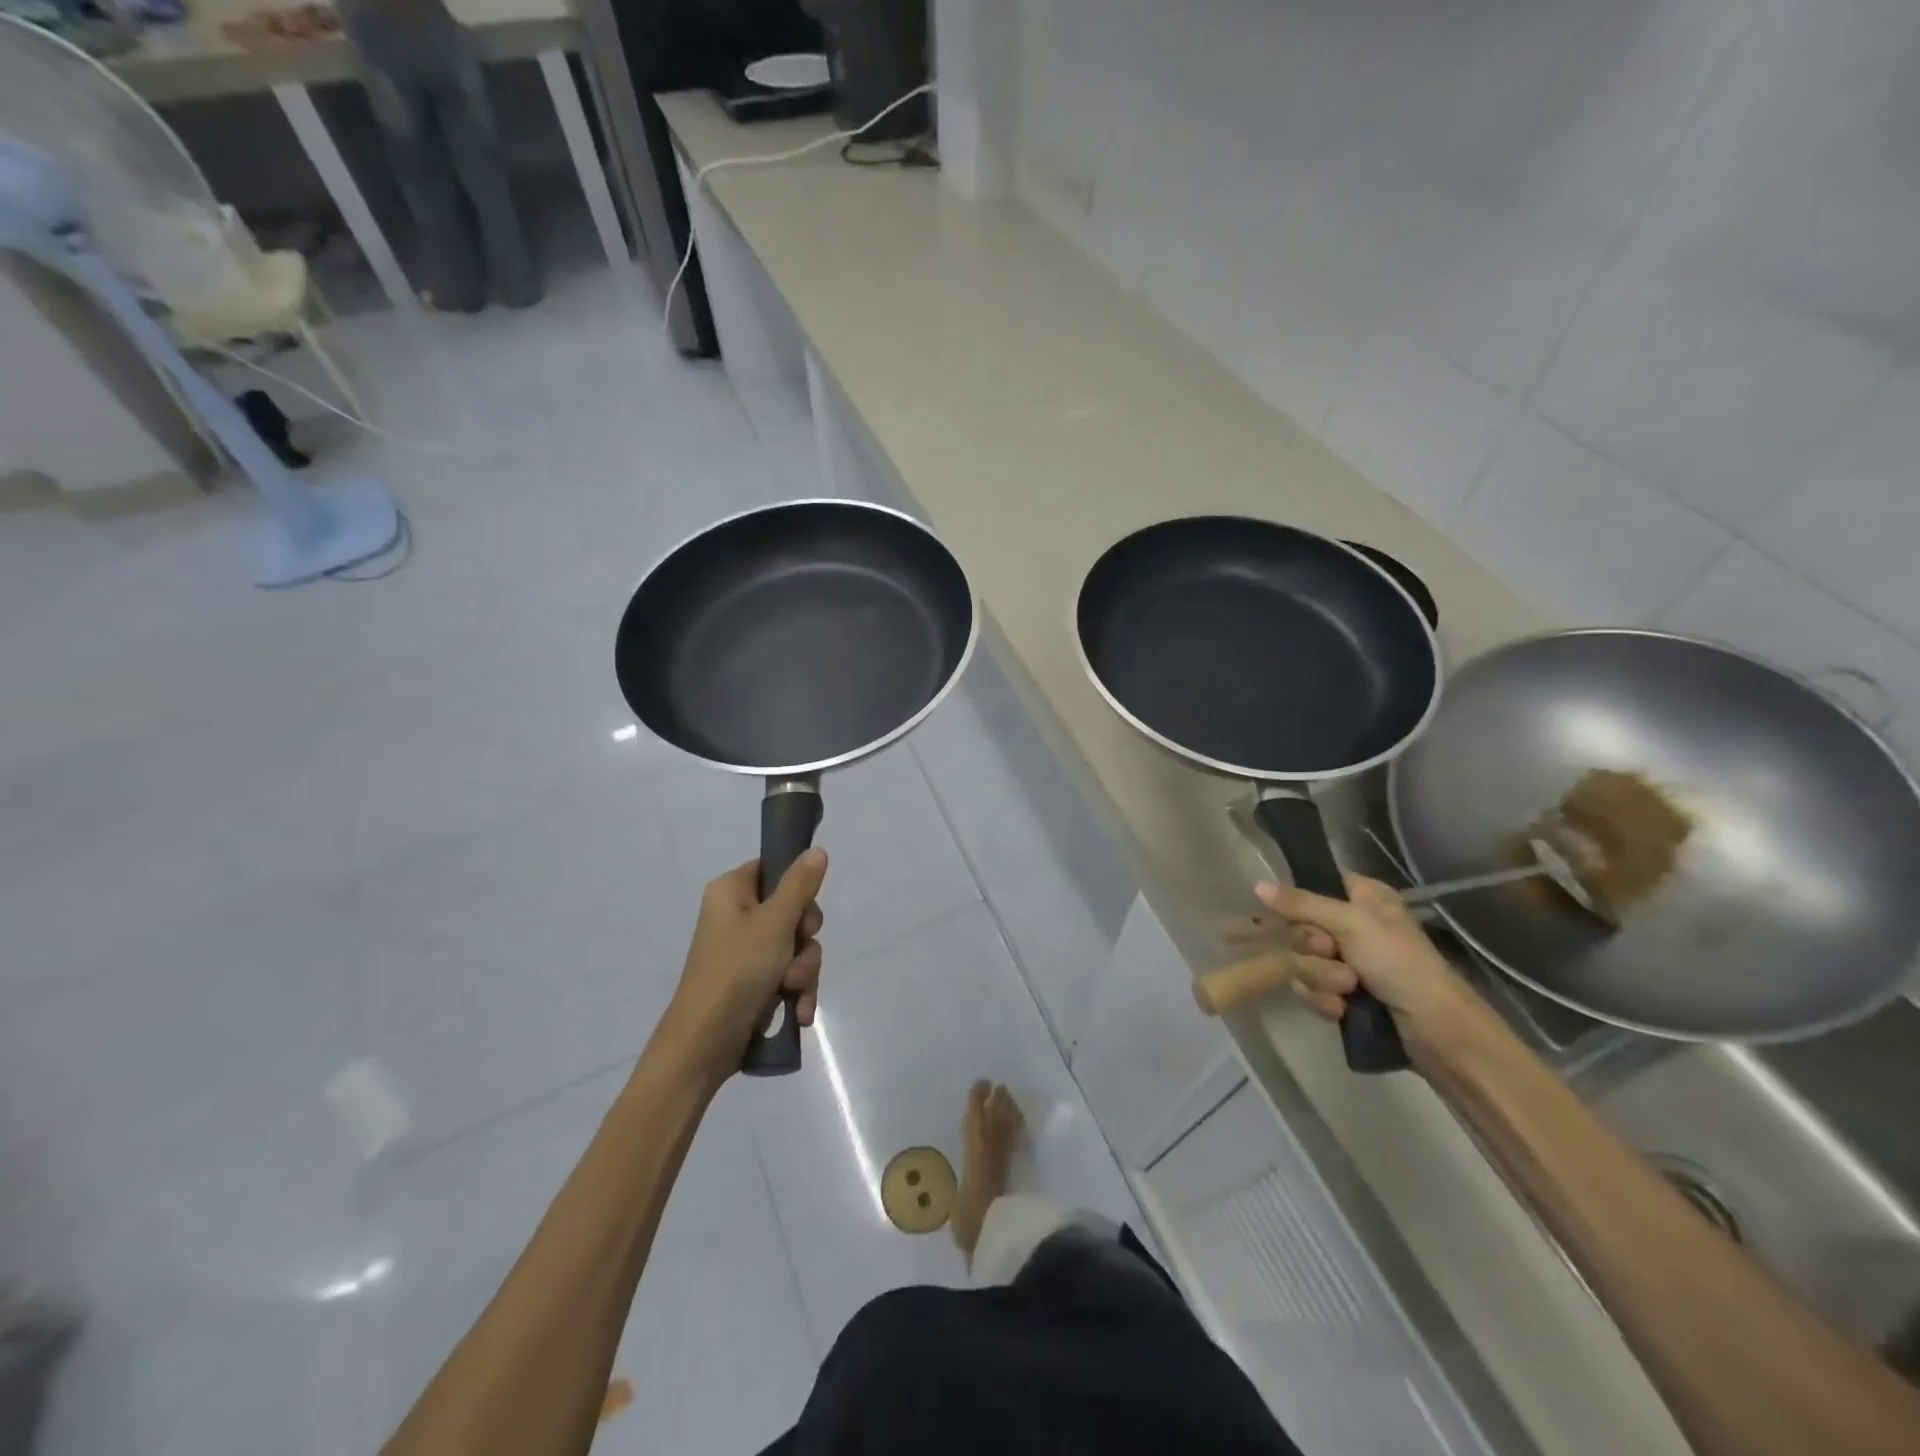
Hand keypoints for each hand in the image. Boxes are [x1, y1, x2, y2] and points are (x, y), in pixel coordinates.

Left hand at [663, 850, 827, 1081]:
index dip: (797, 888)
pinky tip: (798, 1013)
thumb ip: (800, 886)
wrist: (703, 1045)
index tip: (804, 912)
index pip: (773, 869)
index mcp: (731, 892)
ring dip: (804, 971)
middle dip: (804, 940)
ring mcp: (745, 951)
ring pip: (796, 946)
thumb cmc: (736, 972)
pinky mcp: (753, 981)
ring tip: (793, 992)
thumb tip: (817, 850)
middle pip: (792, 910)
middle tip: (797, 954)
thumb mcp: (774, 923)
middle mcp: (736, 916)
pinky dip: (797, 991)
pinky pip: (789, 974)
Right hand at [1254, 873, 1475, 1041]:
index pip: (1314, 884)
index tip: (1291, 915)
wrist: (1435, 1029)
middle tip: (1331, 952)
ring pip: (1302, 960)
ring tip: (1348, 989)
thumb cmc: (1399, 962)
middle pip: (1300, 926)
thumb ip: (1301, 903)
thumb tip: (1257, 885)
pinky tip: (1341, 1010)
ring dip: (1320, 977)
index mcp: (1363, 897)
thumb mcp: (1351, 923)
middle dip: (1311, 948)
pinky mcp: (1345, 994)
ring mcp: (1349, 961)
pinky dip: (1324, 999)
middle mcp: (1354, 925)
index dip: (1298, 901)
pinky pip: (1310, 989)